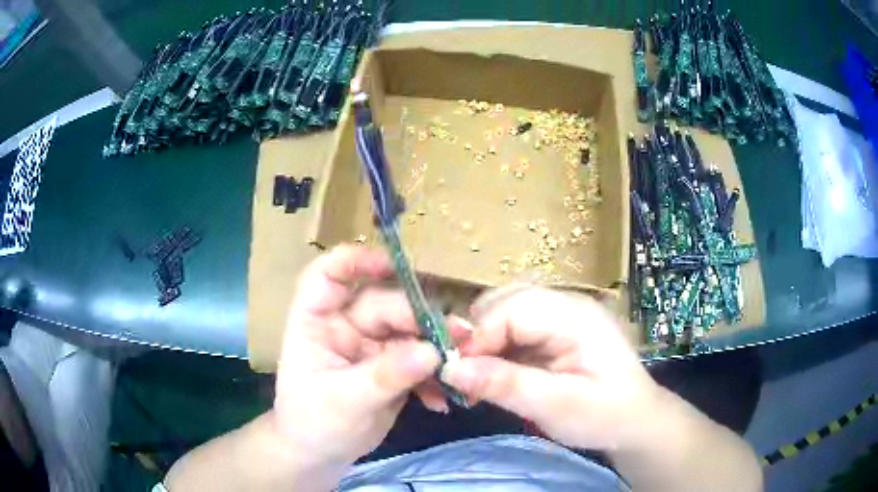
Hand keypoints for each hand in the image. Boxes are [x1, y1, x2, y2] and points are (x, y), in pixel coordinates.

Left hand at [273, 245, 442, 466]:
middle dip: (419, 318)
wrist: (320, 455)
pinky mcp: (391, 367)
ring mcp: (370, 346)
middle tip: (458, 336)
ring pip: (408, 332)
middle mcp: (344, 325)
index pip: (329, 275)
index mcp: (316, 321)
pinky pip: (418, 360)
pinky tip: (443, 397)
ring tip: (460, 363)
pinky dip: (433, 375)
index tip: (394, 266)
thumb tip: (433, 351)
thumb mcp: (345, 400)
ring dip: (435, 346)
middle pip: (383, 305)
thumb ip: (387, 375)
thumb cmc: (314, 423)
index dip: (357, 261)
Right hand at [441, 286, 664, 451]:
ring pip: (503, 312)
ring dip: (482, 343)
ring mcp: (560, 314)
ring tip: (476, 378)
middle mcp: (566, 304)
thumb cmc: (604, 416)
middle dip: (476, 337)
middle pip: (503, 302)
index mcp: (574, 316)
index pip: (511, 308)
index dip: (477, 337)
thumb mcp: (555, 407)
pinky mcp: (554, 330)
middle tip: (464, 377)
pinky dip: (495, 350)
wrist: (635, 421)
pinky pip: (513, 329)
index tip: (455, 372)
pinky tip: (493, 374)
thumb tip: (449, 368)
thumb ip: (504, 385)